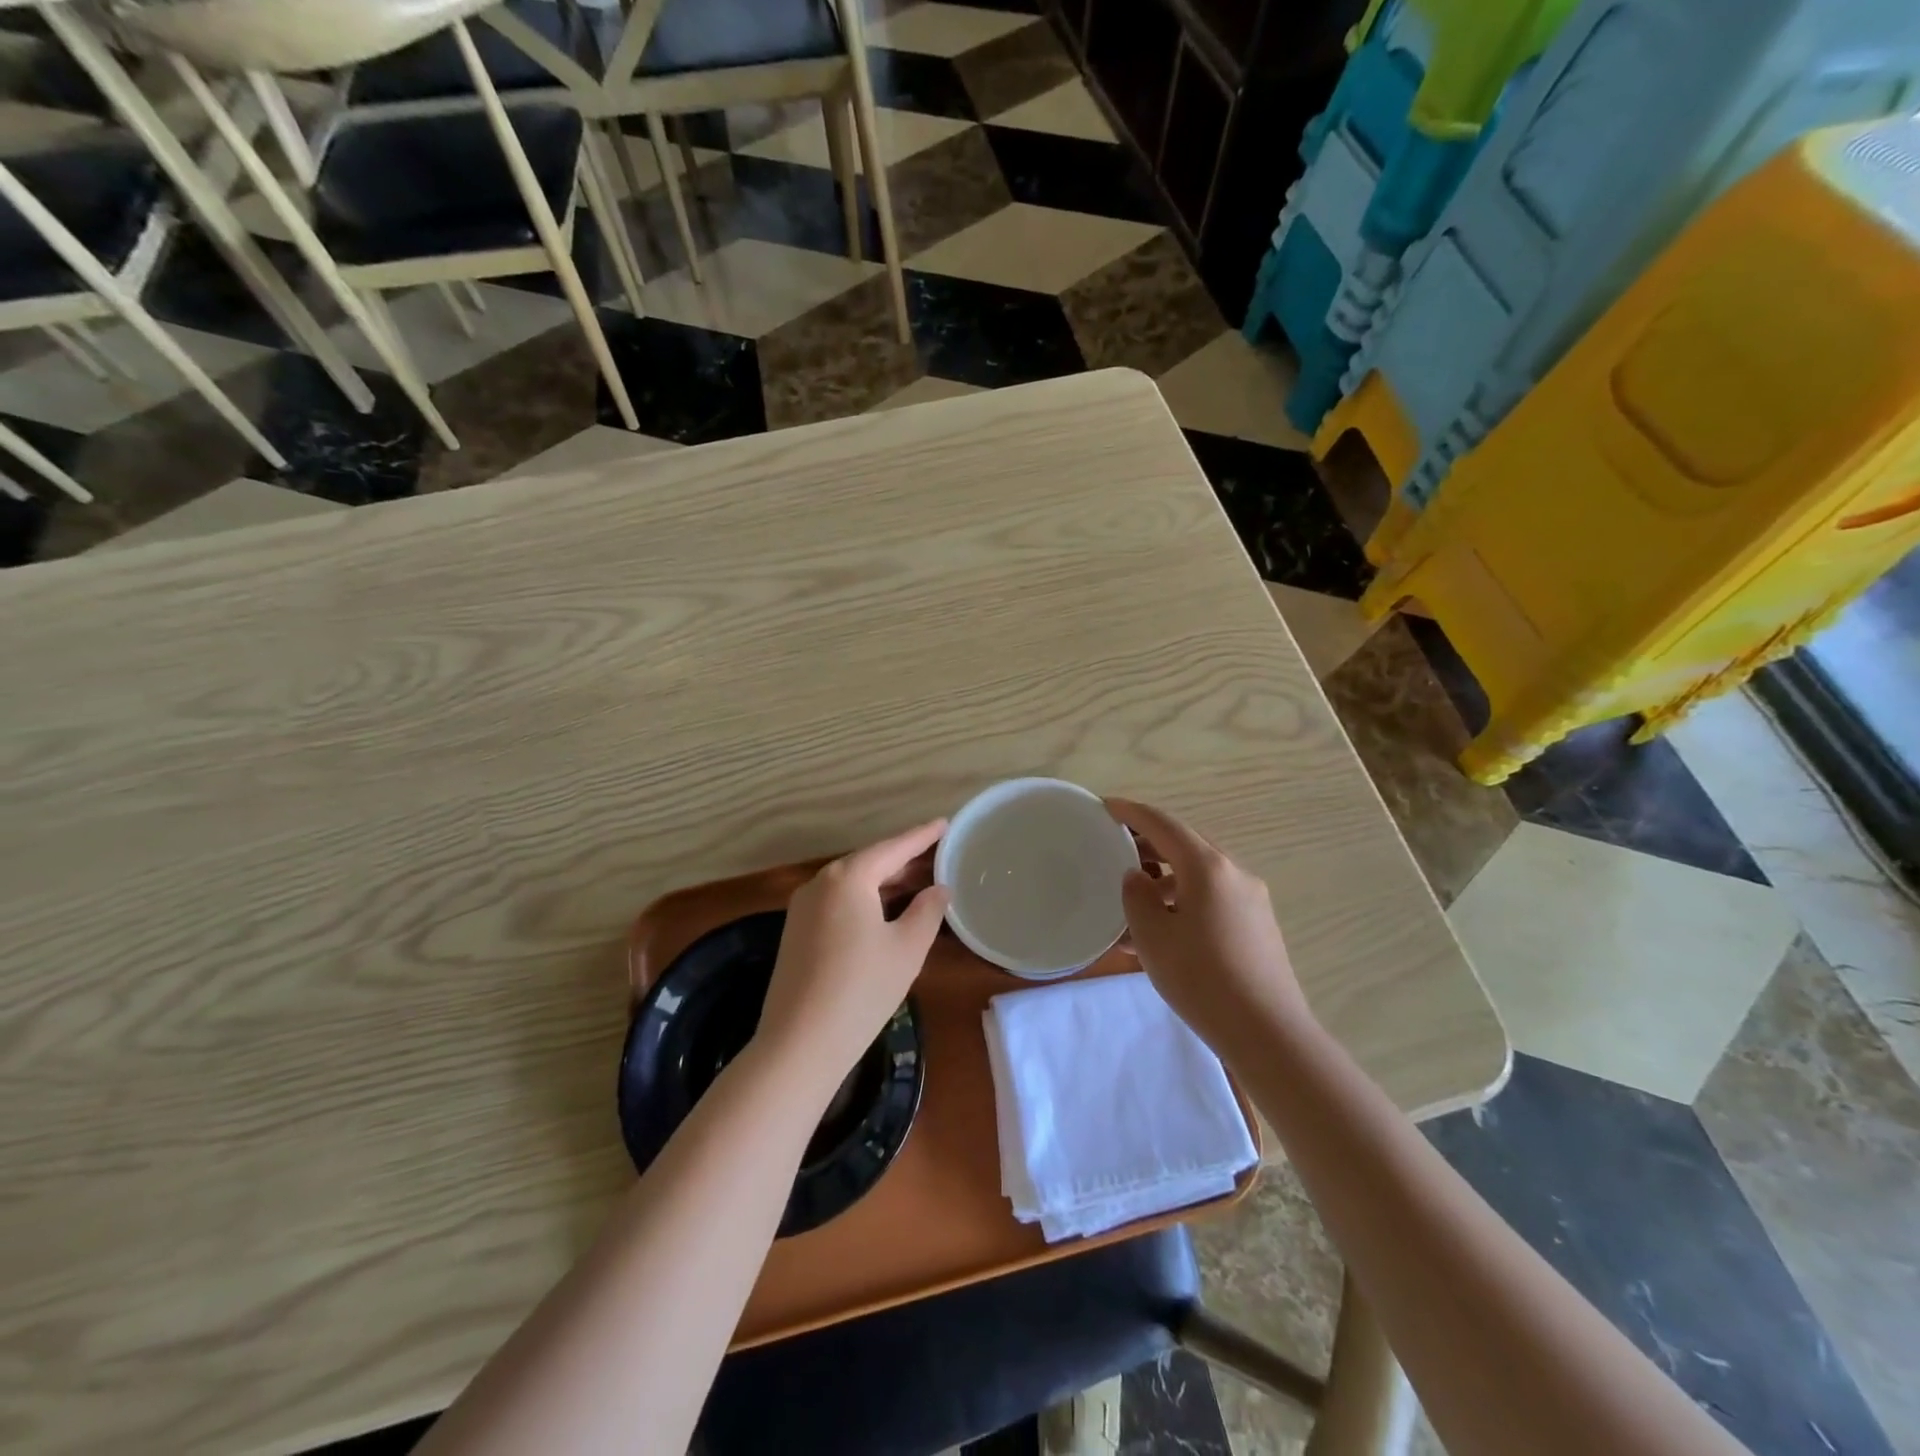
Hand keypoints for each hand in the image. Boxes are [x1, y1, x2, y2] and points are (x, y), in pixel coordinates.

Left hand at [755, 820, 950, 1102]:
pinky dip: (864, 899)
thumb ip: (927, 911)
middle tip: (937, 856)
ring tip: (918, 882)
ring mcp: (802, 908)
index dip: (921, 837)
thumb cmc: (862, 990)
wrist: (799, 1044)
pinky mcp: (796, 932)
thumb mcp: (906, 949)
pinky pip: (837, 902)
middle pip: (869, 862)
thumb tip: (938, 889)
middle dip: (903, 860)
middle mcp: (820, 883)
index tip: (944, 824)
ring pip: (852, 883)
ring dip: (884, 882)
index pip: (892, 848)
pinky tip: (884, 912)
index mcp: (848, 878)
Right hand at [1106, 798, 1311, 1055]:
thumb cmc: (1202, 979)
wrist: (1268, 1033)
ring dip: (1165, 878)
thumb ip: (1137, 897)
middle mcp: (1234, 873)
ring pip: (1199, 874)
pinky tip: (1164, 930)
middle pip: (1185, 845)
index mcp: (1207, 867)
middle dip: (1149, 844)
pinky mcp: (1258, 924)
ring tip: (1134, 902)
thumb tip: (1138, 877)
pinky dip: (1184, 899)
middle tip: (1116, 850)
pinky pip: (1213, 897)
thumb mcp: (1153, 937)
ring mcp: (1251, 899)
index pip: (1163, 824)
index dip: (1132, 812)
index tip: (1106, 806)